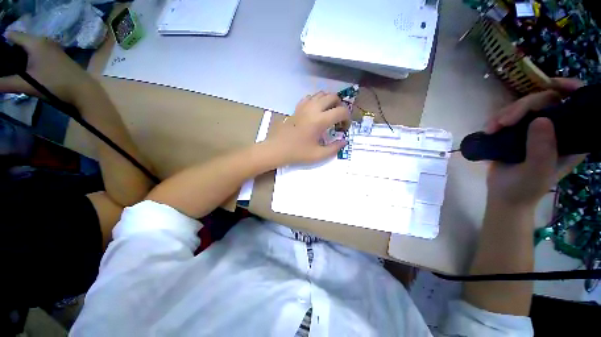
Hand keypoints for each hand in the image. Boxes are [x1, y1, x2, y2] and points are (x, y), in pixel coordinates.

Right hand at [0, 32, 96, 106]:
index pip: (12, 35)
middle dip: (11, 53)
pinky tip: (28, 72)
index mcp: (36, 42)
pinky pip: (41, 55)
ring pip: (31, 50)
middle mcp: (46, 41)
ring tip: (13, 71)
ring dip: (22, 58)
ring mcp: (55, 49)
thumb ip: (6, 83)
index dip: (2, 45)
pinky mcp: (60, 58)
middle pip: (22, 43)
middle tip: (3, 68)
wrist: (86, 92)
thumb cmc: (55, 85)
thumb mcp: (27, 84)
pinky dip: (32, 61)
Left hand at [265, 92, 349, 164]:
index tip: (344, 127)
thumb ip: (334, 148)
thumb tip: (344, 141)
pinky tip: (316, 111)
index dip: (347, 118)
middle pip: (333, 96)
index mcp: (320, 120)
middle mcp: (313, 109)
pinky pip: (310, 97)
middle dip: (340, 105)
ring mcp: (304, 106)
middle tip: (339, 118)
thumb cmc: (297, 153)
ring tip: (329, 113)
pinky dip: (316, 100)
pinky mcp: (297, 108)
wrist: (277, 149)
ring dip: (329, 101)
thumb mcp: (318, 155)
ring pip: (321, 94)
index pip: (341, 111)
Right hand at [485, 78, 585, 207]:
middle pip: (546, 101)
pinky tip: (489, 129)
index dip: (570, 89)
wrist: (503, 195)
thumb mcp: (536, 172)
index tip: (553, 85)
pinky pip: (510, 115)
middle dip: (524, 106)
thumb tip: (541, 119)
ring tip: (491, 128)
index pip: (578, 105)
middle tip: (504, 121)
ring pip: (525, 106)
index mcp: (571, 138)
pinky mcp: (517, 132)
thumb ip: (542, 149)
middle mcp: (558, 129)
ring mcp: (536, 129)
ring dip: (506, 113)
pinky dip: (497, 119)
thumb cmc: (524, 188)